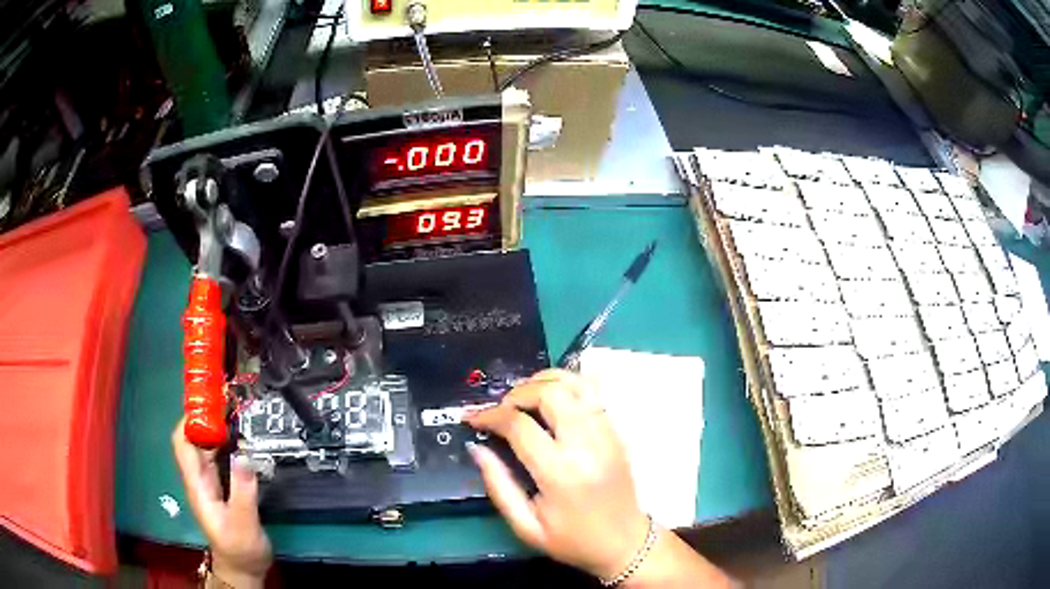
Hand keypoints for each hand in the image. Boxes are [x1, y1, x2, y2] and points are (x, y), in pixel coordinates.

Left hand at [172, 419, 271, 588]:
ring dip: (218, 428)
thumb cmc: (240, 549)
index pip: (183, 443)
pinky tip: (243, 439)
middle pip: (194, 440)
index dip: (189, 420)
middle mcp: (199, 479)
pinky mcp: (222, 487)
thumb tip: (243, 455)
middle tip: (229, 400)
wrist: (244, 569)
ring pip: (207, 447)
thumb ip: (242, 492)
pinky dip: (228, 443)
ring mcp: (210, 483)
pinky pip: (220, 457)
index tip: (209, 402)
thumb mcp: (243, 524)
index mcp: (197, 485)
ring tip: (237, 412)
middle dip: (206, 418)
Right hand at [466, 370, 649, 579]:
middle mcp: (587, 445)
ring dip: (543, 382)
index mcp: (560, 473)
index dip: (490, 415)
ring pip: (575, 384)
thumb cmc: (572, 540)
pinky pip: (593, 392)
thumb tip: (477, 447)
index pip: (520, 425)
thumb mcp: (526, 526)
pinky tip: (552, 396)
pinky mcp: (616, 431)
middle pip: (550, 393)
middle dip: (517, 393)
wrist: (624, 543)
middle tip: (501, 409)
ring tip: (524, 398)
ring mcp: (606, 433)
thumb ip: (498, 485)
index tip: (473, 418)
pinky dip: (569, 384)